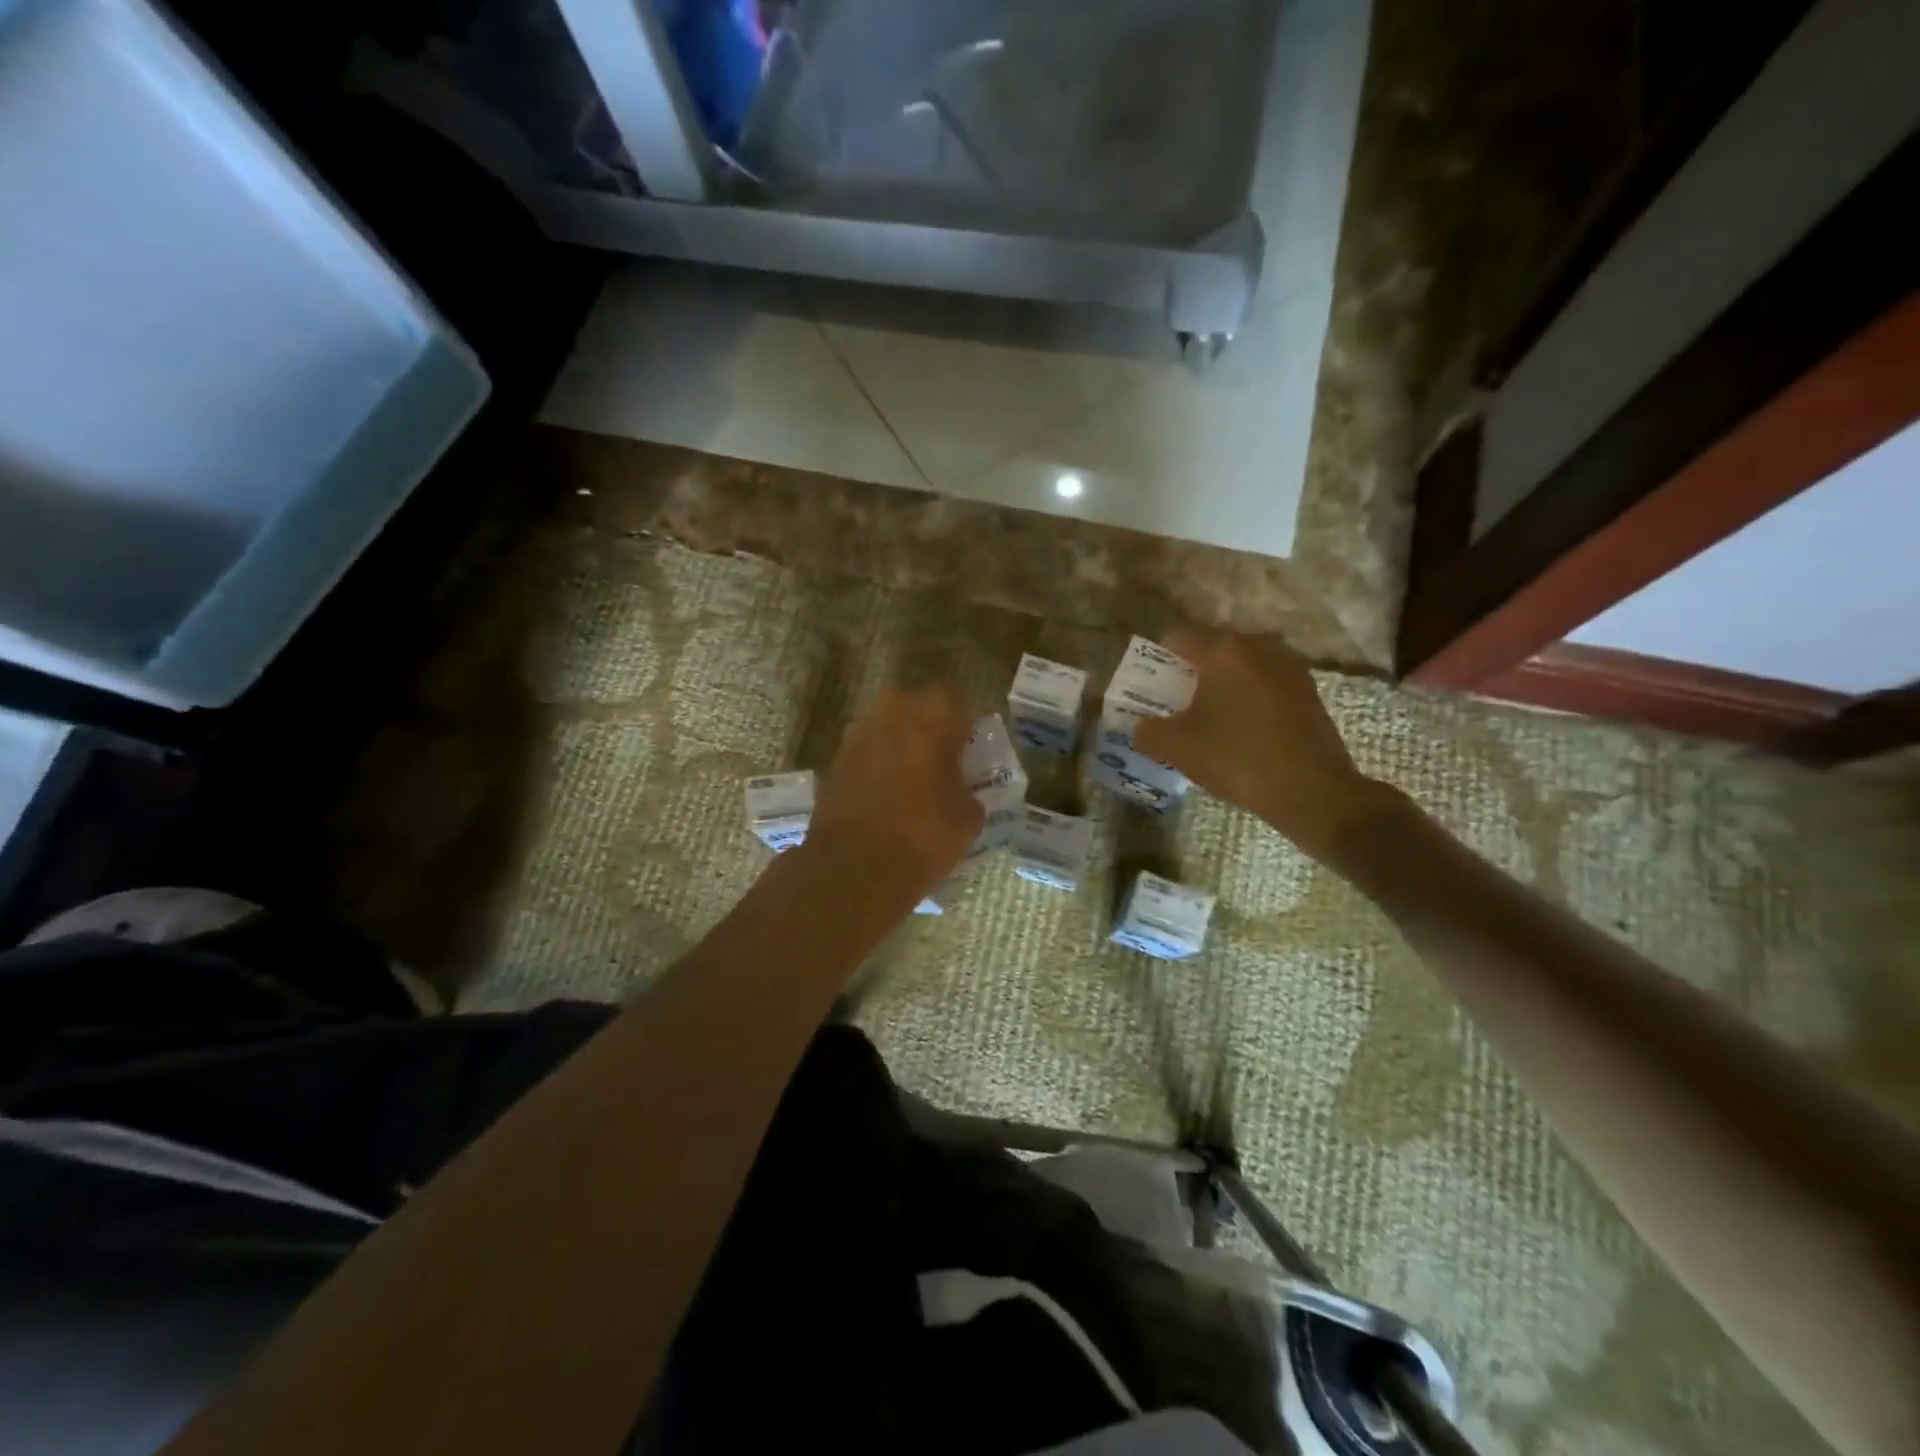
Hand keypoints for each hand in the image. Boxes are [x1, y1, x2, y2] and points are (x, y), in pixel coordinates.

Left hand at [805, 684, 982, 901]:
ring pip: (886, 729)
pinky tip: (884, 798)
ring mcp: (856, 736)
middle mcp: (891, 713)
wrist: (855, 868)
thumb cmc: (924, 836)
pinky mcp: (834, 762)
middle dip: (927, 729)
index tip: (966, 752)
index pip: (955, 702)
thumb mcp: (969, 817)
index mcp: (931, 716)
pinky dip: (875, 768)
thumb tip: (959, 792)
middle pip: (915, 708)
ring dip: (898, 747)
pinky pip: (865, 754)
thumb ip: (967, 790)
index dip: (962, 727)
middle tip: (939, 763)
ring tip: (910, 783)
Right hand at [1133, 628, 1399, 861]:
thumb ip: (1147, 731)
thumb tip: (1142, 727)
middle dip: (1194, 673)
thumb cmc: (1235, 757)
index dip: (1160, 660)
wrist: (1310, 790)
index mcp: (1223, 650)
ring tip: (1214, 720)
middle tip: (1180, 706)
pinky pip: (1267, 685)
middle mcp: (1259, 646)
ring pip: (1244, 667)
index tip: (1155, 688)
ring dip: (1226, 685)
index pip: (1179, 637)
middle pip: (1214, 649)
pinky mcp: (1309, 691)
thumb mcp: (1176, 747)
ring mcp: (1290, 667)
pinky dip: (1251, 699)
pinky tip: (1245, 732)